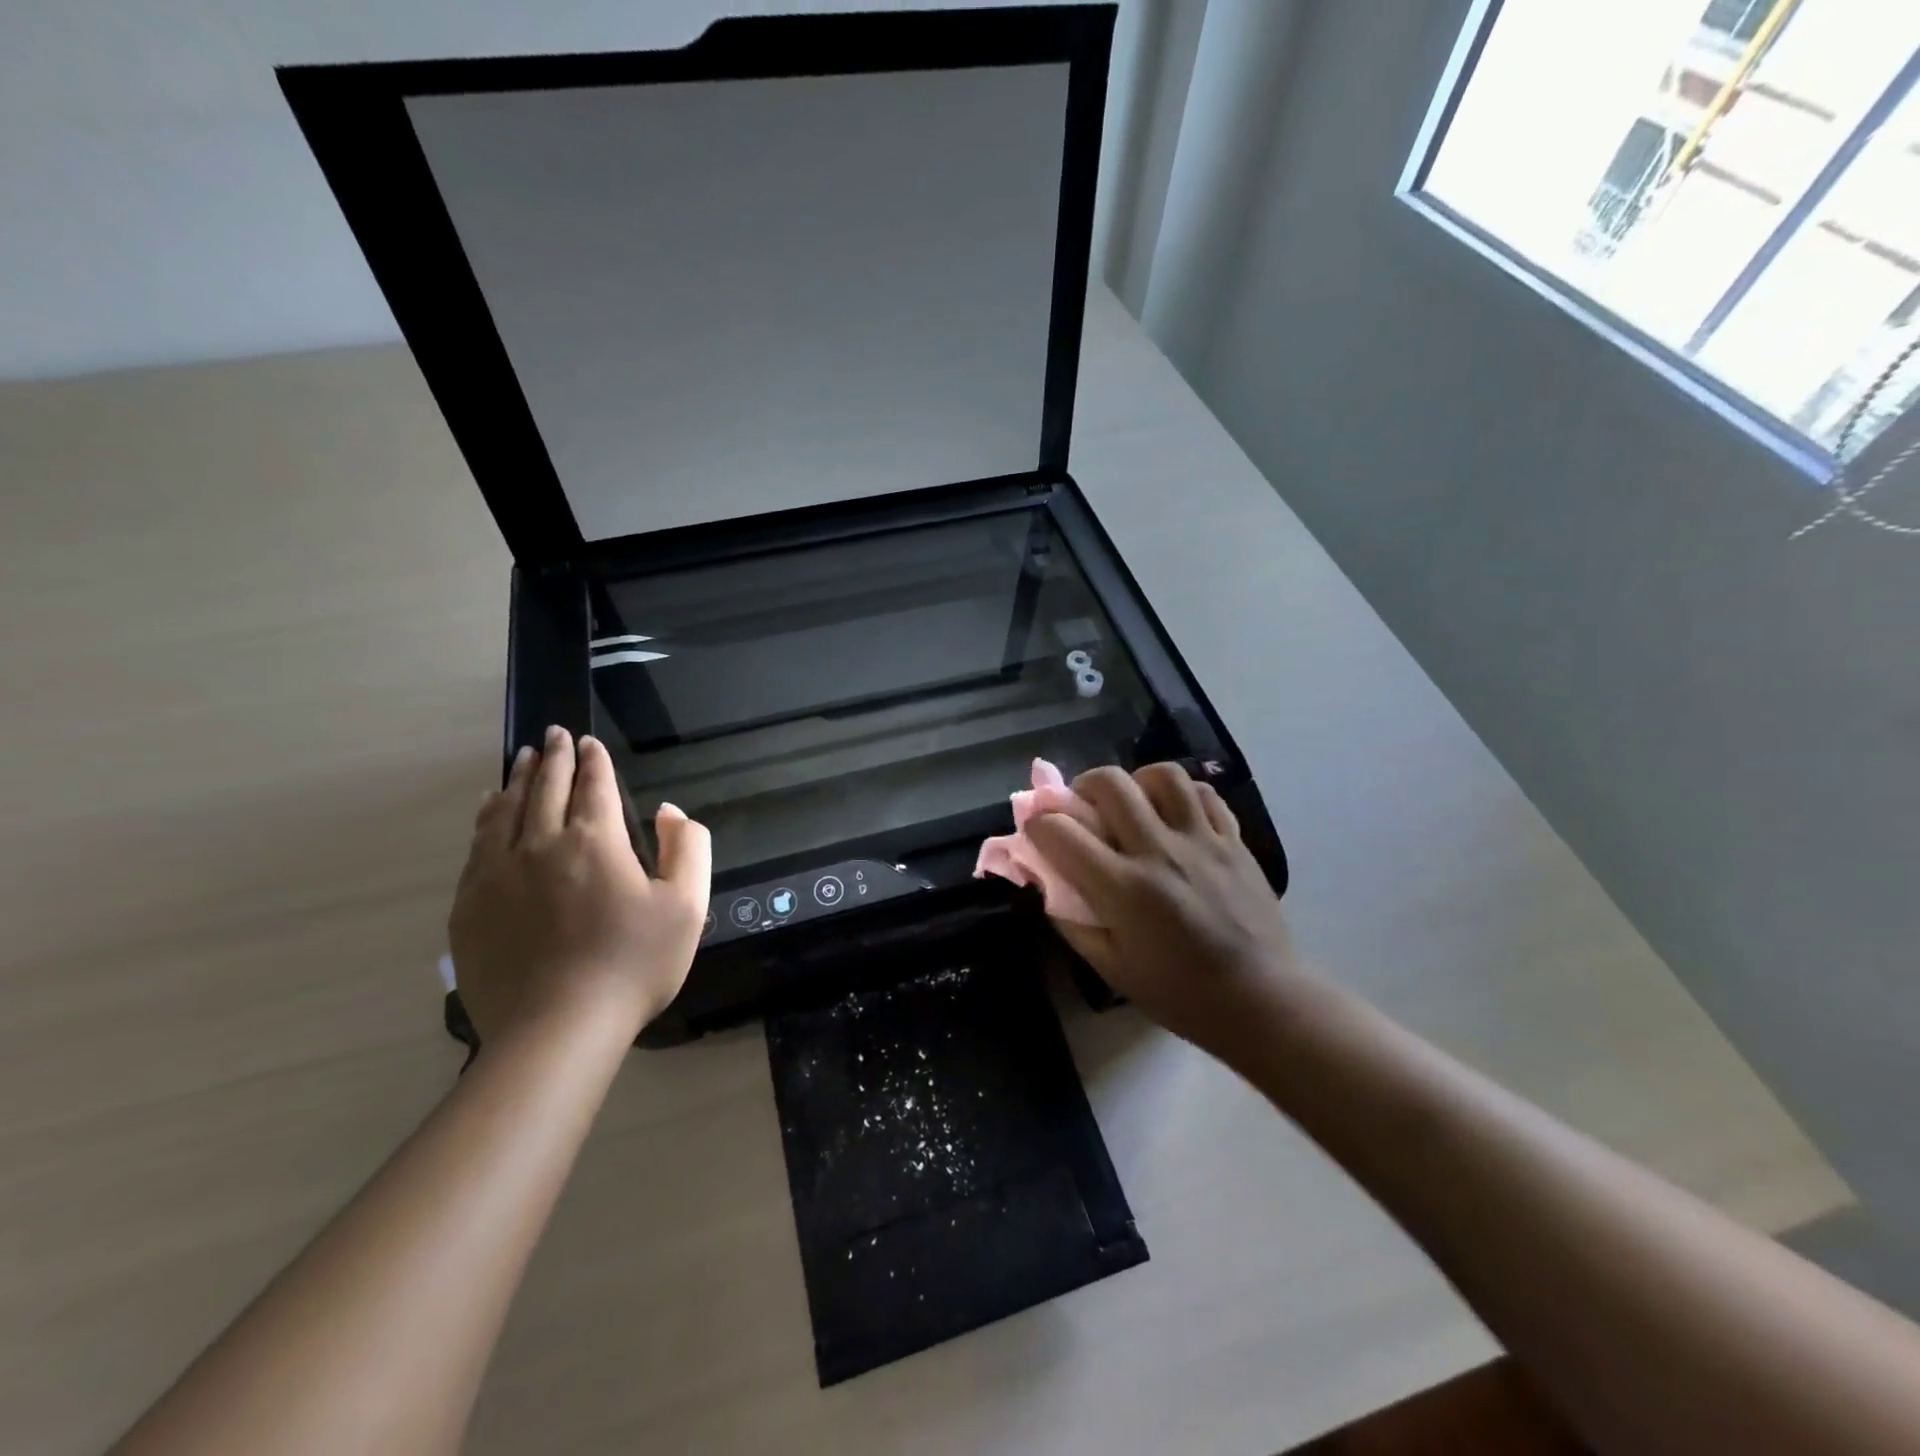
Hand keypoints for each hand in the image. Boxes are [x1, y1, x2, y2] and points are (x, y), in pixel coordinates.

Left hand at [448, 726, 710, 1044]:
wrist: (557, 1030)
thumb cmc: (633, 965)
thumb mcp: (687, 905)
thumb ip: (686, 847)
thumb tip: (668, 811)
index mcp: (595, 842)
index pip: (594, 785)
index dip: (594, 761)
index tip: (589, 741)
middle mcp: (541, 844)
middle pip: (545, 788)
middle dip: (554, 757)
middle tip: (554, 734)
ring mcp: (497, 874)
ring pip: (504, 810)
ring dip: (517, 779)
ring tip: (522, 759)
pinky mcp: (470, 906)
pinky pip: (477, 845)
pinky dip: (486, 817)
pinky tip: (489, 808)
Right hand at [1026, 764, 1306, 1063]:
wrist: (1260, 999)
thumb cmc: (1179, 993)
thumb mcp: (1111, 968)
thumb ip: (1071, 921)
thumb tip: (1046, 881)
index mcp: (1124, 889)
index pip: (1062, 833)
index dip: (1038, 824)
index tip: (1036, 830)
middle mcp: (1160, 852)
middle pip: (1110, 784)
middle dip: (1082, 786)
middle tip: (1082, 807)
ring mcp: (1202, 840)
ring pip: (1162, 776)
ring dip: (1136, 781)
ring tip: (1133, 802)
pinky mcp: (1234, 840)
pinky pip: (1204, 793)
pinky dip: (1181, 794)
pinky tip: (1174, 813)